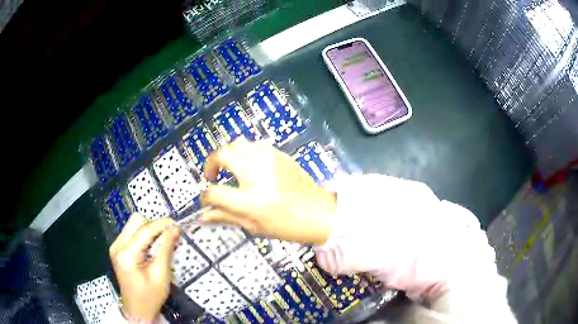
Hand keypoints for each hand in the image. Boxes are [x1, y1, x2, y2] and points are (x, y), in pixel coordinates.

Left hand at [109, 214, 180, 320]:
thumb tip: (175, 229)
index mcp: (127, 255)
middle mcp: (117, 245)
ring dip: (148, 230)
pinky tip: (150, 248)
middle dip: (154, 225)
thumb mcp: (161, 275)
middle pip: (136, 221)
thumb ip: (166, 249)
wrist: (136, 309)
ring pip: (133, 224)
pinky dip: (143, 235)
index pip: (145, 230)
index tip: (178, 225)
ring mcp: (115, 245)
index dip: (162, 224)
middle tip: (168, 237)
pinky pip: (131, 232)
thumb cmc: (151, 296)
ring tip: (160, 243)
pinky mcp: (116, 248)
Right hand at [201, 138, 336, 244]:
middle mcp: (257, 175)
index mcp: (250, 201)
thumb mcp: (254, 226)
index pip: (214, 193)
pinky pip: (256, 145)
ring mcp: (270, 161)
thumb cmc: (287, 226)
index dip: (205, 197)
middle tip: (213, 176)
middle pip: (223, 155)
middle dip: (211, 163)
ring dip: (228, 155)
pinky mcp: (280, 155)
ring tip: (231, 169)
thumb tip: (202, 216)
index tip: (207, 200)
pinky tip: (250, 166)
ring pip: (238, 143)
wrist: (320, 214)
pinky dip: (246, 153)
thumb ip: (226, 217)